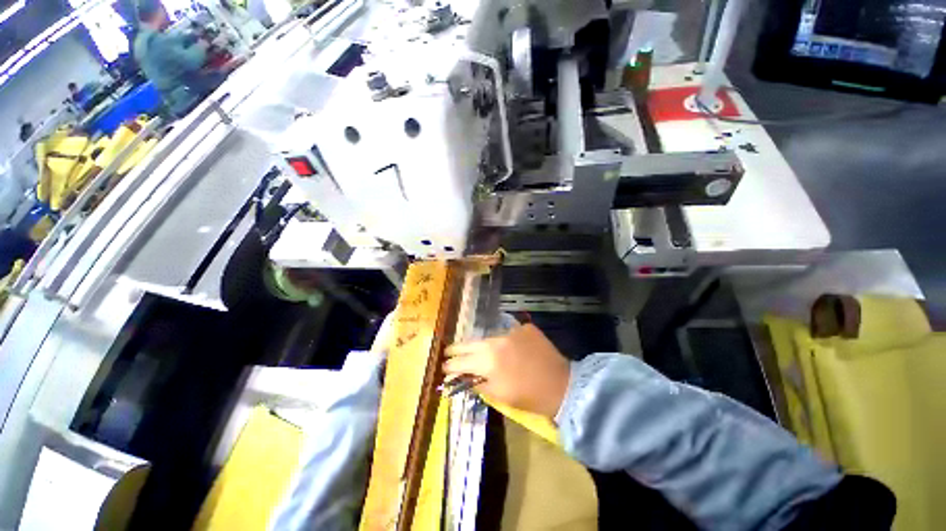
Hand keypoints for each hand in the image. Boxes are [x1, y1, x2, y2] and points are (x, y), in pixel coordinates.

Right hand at [444, 324, 570, 419]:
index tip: (444, 366)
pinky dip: (505, 342)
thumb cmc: (528, 396)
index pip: (462, 362)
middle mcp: (497, 341)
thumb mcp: (499, 395)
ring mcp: (512, 331)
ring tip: (474, 350)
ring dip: (481, 345)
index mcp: (488, 361)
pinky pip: (509, 333)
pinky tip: (508, 349)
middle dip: (457, 349)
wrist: (562, 386)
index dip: (451, 365)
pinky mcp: (525, 328)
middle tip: (448, 351)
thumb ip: (478, 383)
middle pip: (471, 343)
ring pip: (489, 337)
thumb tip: (463, 376)